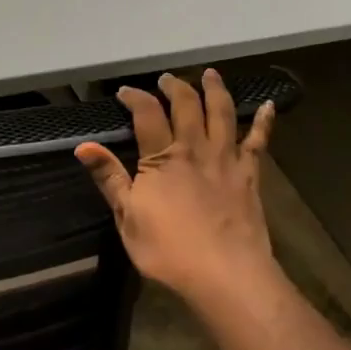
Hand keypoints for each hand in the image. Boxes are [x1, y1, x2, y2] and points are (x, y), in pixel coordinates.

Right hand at [76, 69, 277, 306]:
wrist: (226, 274)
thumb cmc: (169, 250)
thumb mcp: (127, 217)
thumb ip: (108, 178)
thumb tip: (83, 146)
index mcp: (161, 159)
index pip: (146, 114)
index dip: (135, 97)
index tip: (125, 92)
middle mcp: (194, 149)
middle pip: (186, 106)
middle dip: (174, 87)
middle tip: (166, 79)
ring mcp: (226, 160)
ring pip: (221, 114)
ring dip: (214, 90)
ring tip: (210, 74)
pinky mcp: (249, 175)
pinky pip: (258, 141)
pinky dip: (263, 121)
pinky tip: (267, 105)